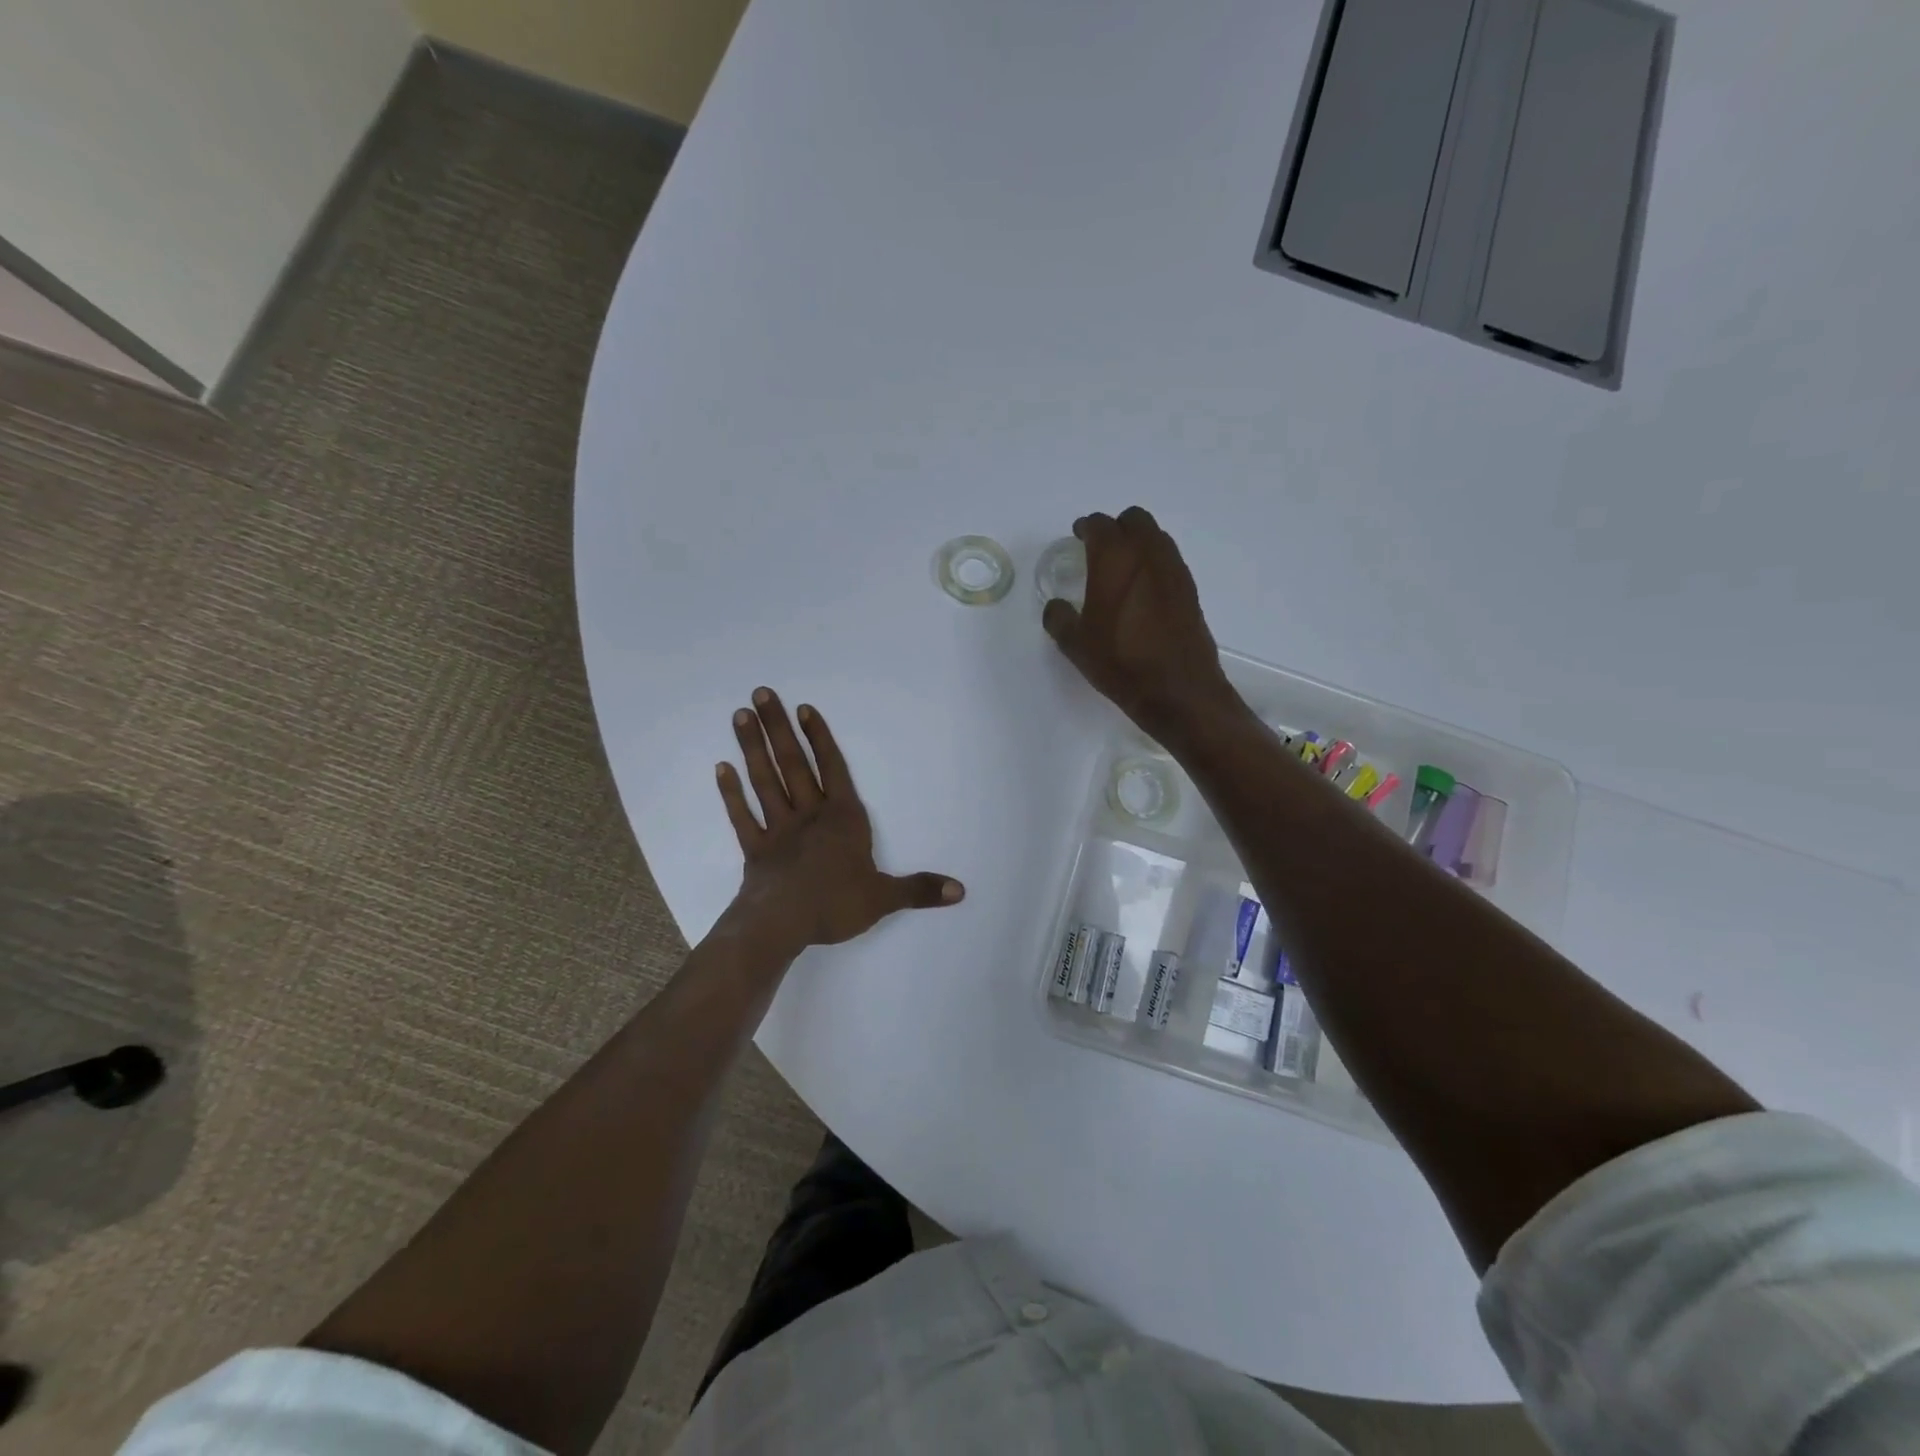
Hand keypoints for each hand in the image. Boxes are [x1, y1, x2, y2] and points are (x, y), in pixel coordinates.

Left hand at [715, 688, 963, 955]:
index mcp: (842, 819)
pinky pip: (742, 816)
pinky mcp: (756, 850)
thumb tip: (960, 891)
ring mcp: (778, 830)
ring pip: (765, 781)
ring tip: (741, 716)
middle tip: (761, 693)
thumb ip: (919, 889)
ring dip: (753, 748)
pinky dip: (731, 793)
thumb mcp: (884, 898)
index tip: (804, 708)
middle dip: (779, 728)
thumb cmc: (835, 904)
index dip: (819, 738)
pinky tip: (721, 768)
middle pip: (793, 764)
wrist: (782, 925)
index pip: (832, 769)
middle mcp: (809, 815)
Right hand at [1042, 508, 1240, 742]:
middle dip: (1115, 528)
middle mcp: (1148, 554)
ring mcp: (1174, 570)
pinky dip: (1153, 563)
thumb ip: (1060, 618)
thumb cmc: (1120, 662)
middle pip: (1134, 520)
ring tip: (1122, 568)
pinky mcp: (1190, 590)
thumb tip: (1057, 607)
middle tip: (1100, 548)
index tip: (1078, 536)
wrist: (1178, 690)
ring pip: (1156, 537)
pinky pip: (1169, 561)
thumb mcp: (1076, 644)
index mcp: (1115, 559)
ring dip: (1138, 542)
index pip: (1100, 525)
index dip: (1086, 527)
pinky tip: (1142, 591)